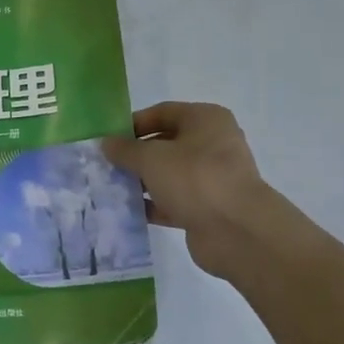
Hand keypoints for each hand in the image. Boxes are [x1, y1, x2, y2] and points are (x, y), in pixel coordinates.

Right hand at [102, 102, 282, 281]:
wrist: (237, 231)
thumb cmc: (195, 178)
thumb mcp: (151, 158)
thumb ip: (125, 149)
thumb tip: (106, 143)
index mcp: (205, 120)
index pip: (162, 112)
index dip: (133, 123)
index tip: (108, 139)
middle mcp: (212, 144)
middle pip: (165, 144)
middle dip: (135, 155)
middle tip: (106, 165)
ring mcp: (211, 178)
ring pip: (168, 174)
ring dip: (141, 180)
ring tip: (111, 188)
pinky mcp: (207, 207)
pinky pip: (173, 200)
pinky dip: (152, 204)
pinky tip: (127, 210)